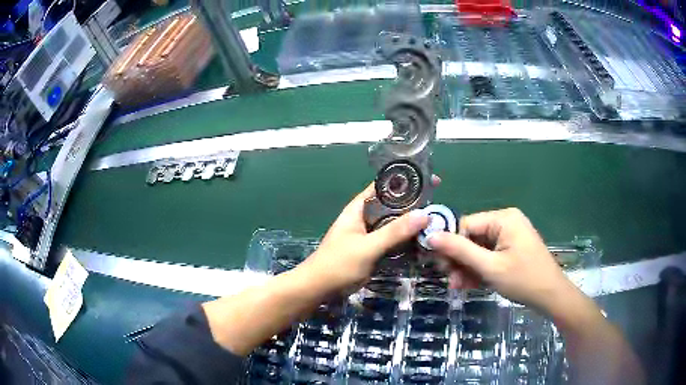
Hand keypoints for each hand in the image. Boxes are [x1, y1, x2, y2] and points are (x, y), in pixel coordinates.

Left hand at [300, 181, 434, 292]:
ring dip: (412, 224)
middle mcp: (366, 218)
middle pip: (393, 206)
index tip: (429, 180)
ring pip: (395, 224)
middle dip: (414, 205)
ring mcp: (371, 235)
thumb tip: (424, 214)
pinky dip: (407, 240)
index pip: (384, 187)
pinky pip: (394, 240)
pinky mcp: (374, 250)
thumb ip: (394, 232)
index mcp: (359, 208)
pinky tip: (424, 242)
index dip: (405, 181)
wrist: (320, 289)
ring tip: (436, 222)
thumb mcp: (367, 247)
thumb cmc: (338, 264)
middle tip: (438, 205)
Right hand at [427, 208, 576, 312]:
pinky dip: (479, 270)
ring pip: (478, 250)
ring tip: (457, 287)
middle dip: (459, 260)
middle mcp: (505, 223)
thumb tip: (430, 236)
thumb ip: (460, 250)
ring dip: (467, 268)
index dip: (450, 244)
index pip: (466, 225)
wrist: (551, 296)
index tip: (440, 265)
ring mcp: (509, 237)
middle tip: (450, 280)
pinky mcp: (511, 250)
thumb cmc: (523, 279)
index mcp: (503, 219)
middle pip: (472, 238)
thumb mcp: (489, 267)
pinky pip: (488, 257)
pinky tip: (469, 285)